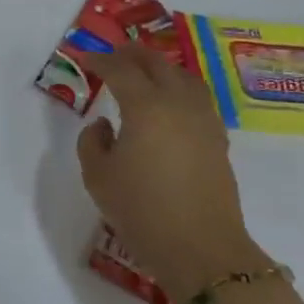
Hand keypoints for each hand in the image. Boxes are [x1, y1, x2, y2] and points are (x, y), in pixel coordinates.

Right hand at [77, 46, 263, 297]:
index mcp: (146, 107)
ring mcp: (204, 121)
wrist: (201, 249)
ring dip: (162, 67)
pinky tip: (170, 102)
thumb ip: (92, 142)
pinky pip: (198, 98)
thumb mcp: (98, 177)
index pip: (120, 70)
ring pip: (184, 77)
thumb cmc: (141, 211)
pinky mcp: (218, 140)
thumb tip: (104, 125)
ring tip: (145, 71)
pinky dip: (180, 88)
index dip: (101, 60)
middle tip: (114, 54)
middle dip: (133, 55)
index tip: (85, 57)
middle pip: (157, 65)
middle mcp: (178, 104)